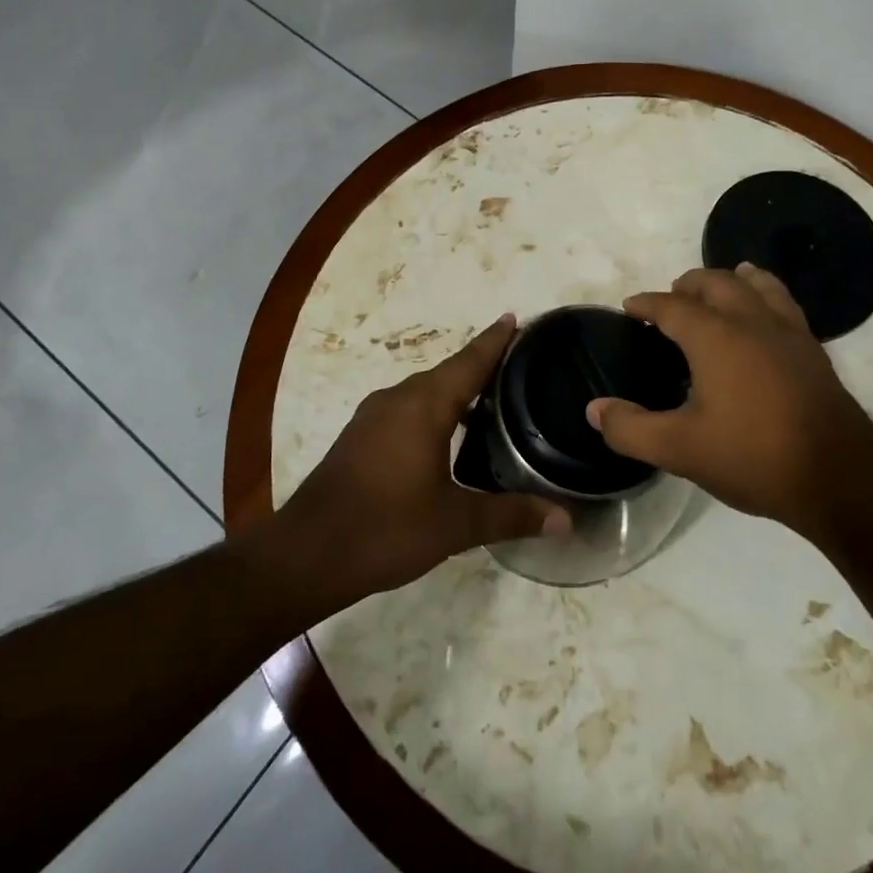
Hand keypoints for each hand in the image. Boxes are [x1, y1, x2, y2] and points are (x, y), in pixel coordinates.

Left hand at [269, 316, 569, 605]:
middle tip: (518, 366)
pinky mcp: (360, 435)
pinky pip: (407, 407)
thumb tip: (566, 519)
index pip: (470, 361)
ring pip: (425, 390)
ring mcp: (374, 415)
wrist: (306, 554)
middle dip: (481, 364)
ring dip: (456, 389)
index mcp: (425, 405)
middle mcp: (399, 398)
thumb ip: (510, 516)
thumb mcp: (455, 525)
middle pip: (449, 371)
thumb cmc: (385, 529)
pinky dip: (433, 408)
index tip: (516, 319)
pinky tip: (447, 433)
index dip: (495, 340)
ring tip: (491, 400)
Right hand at [588, 265, 872, 536]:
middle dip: (688, 284)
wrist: (839, 477)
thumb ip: (632, 428)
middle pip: (716, 282)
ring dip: (731, 279)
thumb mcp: (680, 449)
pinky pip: (783, 302)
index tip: (630, 307)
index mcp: (715, 336)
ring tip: (720, 284)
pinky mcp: (813, 349)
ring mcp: (787, 331)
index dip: (646, 303)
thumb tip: (594, 409)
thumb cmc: (753, 457)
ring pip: (757, 284)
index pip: (672, 306)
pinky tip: (764, 315)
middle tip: (671, 297)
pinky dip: (765, 294)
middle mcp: (751, 321)